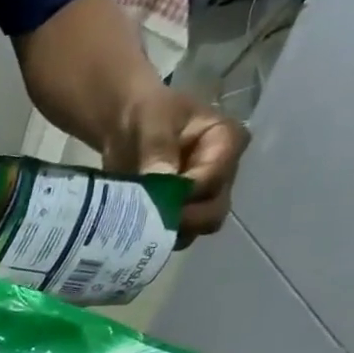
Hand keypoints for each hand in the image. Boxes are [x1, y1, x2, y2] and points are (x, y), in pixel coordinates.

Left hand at [103, 86, 248, 236]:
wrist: (127, 127)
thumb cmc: (146, 115)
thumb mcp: (152, 121)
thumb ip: (158, 149)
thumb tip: (161, 181)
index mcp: (226, 142)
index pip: (215, 178)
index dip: (186, 192)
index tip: (156, 194)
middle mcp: (223, 174)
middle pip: (213, 211)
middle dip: (182, 220)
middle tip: (146, 217)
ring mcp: (203, 198)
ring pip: (195, 229)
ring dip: (167, 232)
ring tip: (137, 223)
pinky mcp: (181, 214)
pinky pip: (174, 235)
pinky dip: (155, 238)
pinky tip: (133, 231)